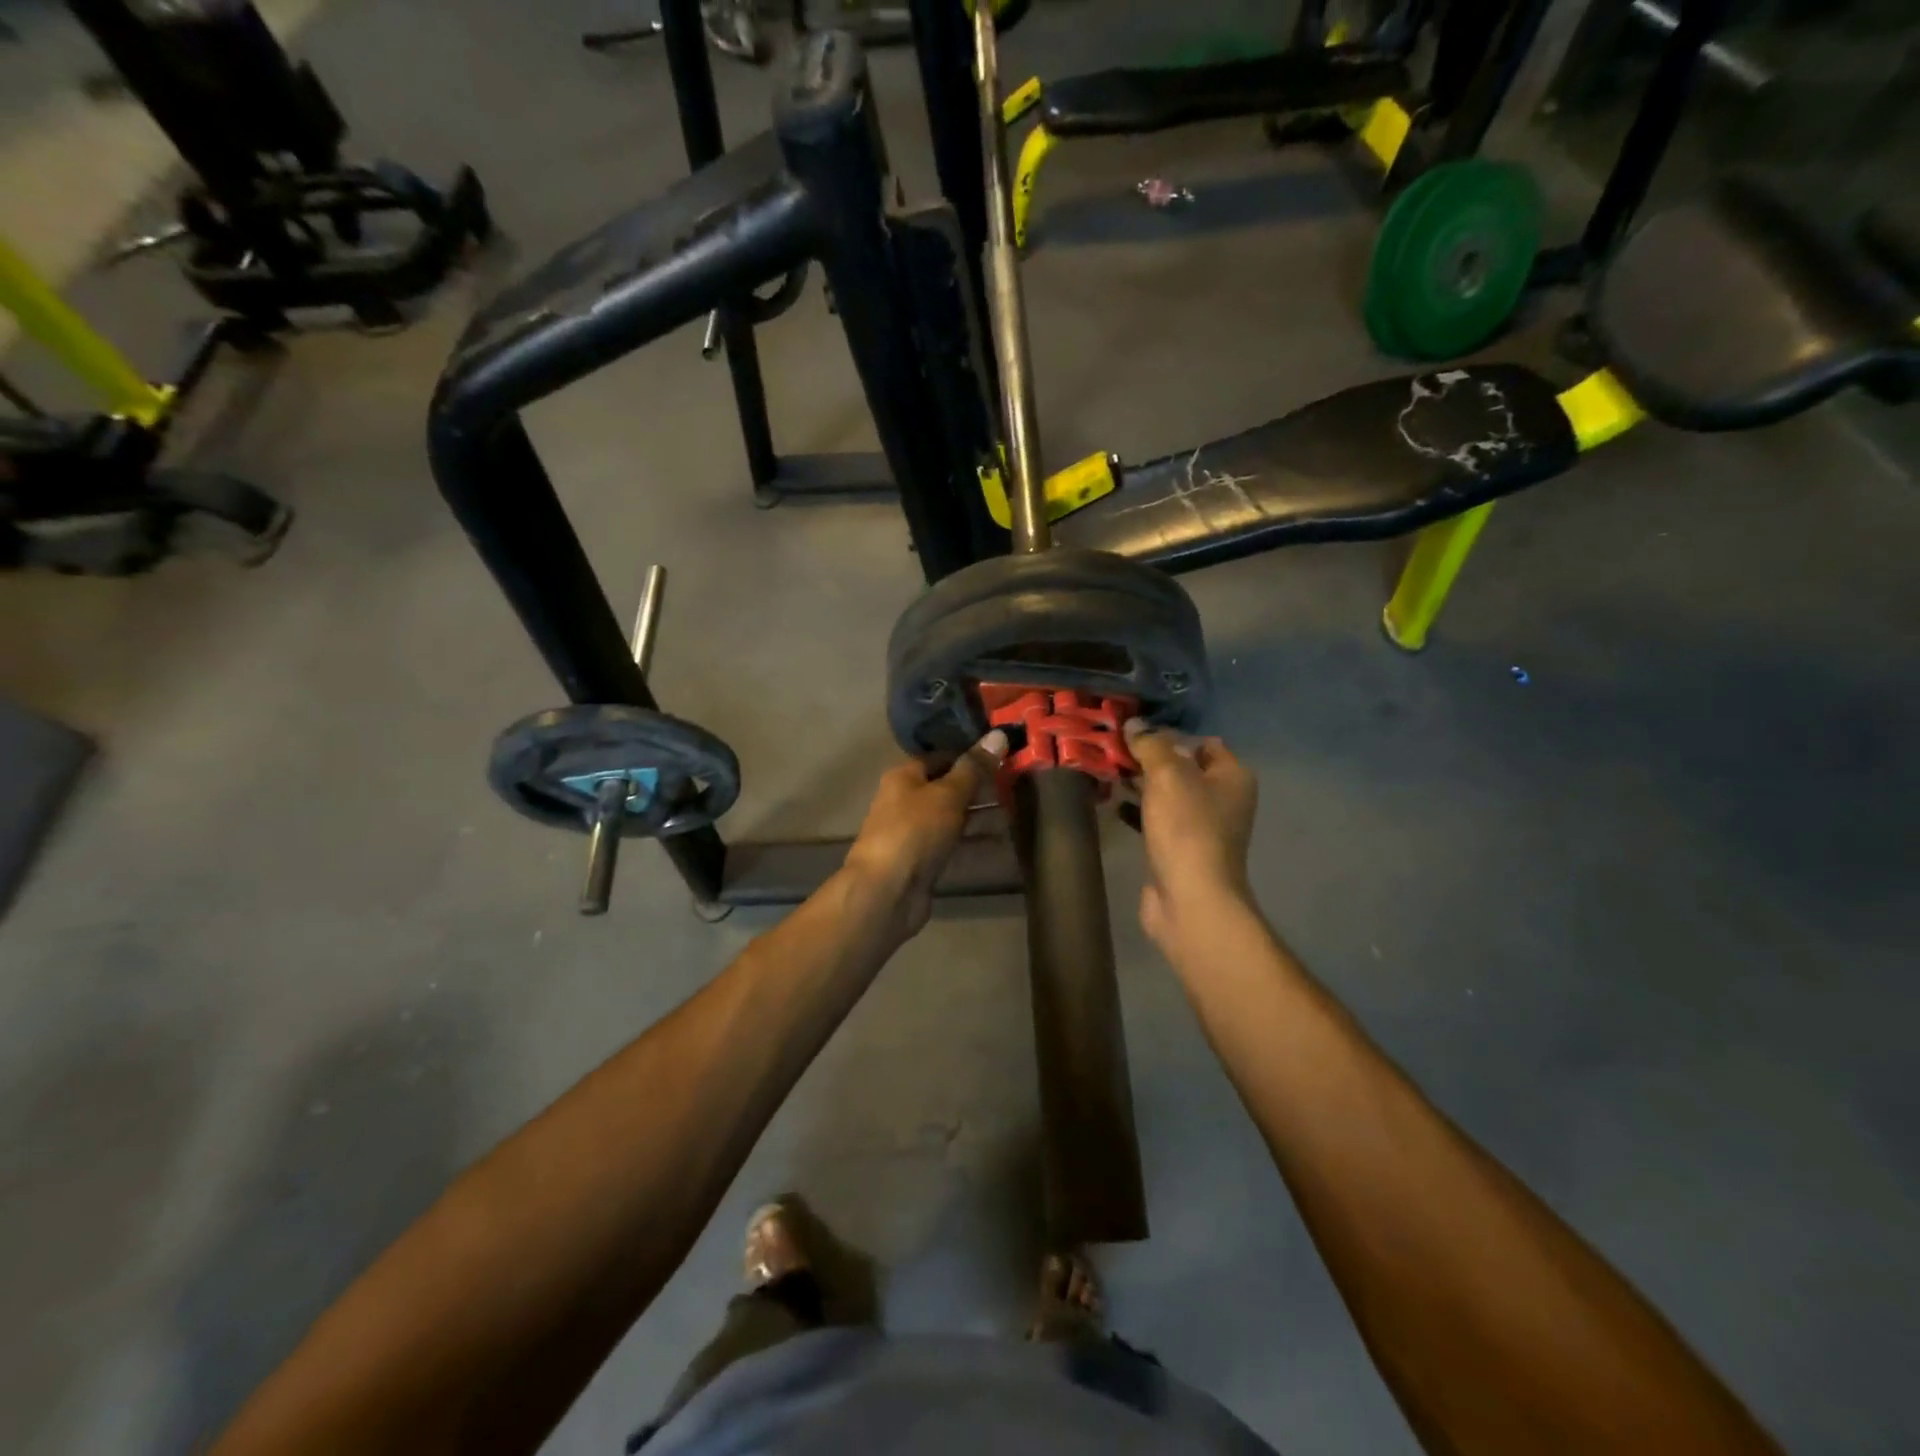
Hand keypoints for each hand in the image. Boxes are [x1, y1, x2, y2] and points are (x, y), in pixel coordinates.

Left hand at [844, 731, 1008, 941]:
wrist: (886, 891)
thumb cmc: (915, 831)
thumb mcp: (948, 794)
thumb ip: (974, 768)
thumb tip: (999, 734)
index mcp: (904, 777)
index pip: (941, 757)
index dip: (970, 756)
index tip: (1003, 757)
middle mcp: (906, 801)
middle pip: (947, 788)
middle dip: (980, 789)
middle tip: (1017, 786)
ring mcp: (914, 834)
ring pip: (953, 818)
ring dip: (981, 817)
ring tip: (1018, 814)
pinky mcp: (923, 862)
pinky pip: (953, 846)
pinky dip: (975, 843)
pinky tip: (1002, 844)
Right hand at [1123, 719, 1257, 949]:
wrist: (1190, 899)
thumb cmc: (1186, 829)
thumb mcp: (1167, 775)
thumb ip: (1150, 745)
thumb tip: (1134, 724)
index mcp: (1232, 776)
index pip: (1202, 742)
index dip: (1170, 733)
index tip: (1134, 731)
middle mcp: (1222, 799)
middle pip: (1182, 767)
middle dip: (1148, 758)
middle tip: (1112, 748)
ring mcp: (1201, 827)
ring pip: (1166, 794)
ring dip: (1138, 784)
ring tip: (1105, 770)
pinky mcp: (1179, 850)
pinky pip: (1156, 820)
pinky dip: (1136, 811)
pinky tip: (1112, 804)